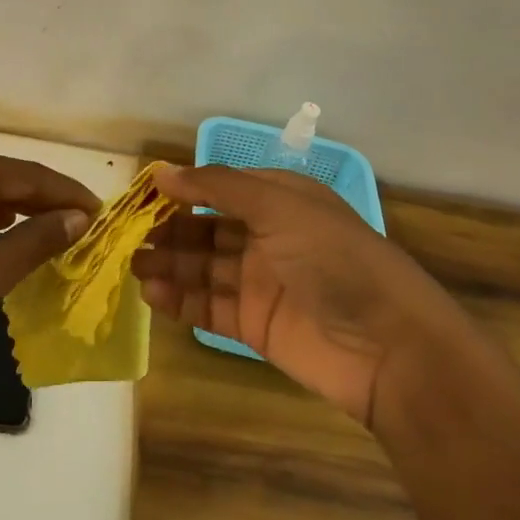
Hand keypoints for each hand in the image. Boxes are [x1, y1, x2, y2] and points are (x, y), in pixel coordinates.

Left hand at [0, 144, 97, 393]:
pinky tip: (4, 240)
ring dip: (14, 213)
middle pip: (2, 179)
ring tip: (53, 235)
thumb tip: (79, 217)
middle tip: (84, 227)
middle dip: (42, 203)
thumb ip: (37, 239)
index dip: (68, 194)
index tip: (104, 213)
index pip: (27, 174)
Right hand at [135, 165, 468, 431]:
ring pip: (203, 268)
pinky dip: (180, 300)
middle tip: (128, 236)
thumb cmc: (335, 259)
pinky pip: (210, 306)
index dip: (184, 190)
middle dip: (169, 230)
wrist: (391, 348)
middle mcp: (269, 237)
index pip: (221, 188)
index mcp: (281, 201)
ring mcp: (261, 283)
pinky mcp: (256, 325)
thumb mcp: (279, 206)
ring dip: (169, 264)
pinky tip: (152, 294)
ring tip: (133, 266)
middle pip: (207, 229)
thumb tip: (162, 171)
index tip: (142, 194)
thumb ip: (218, 187)